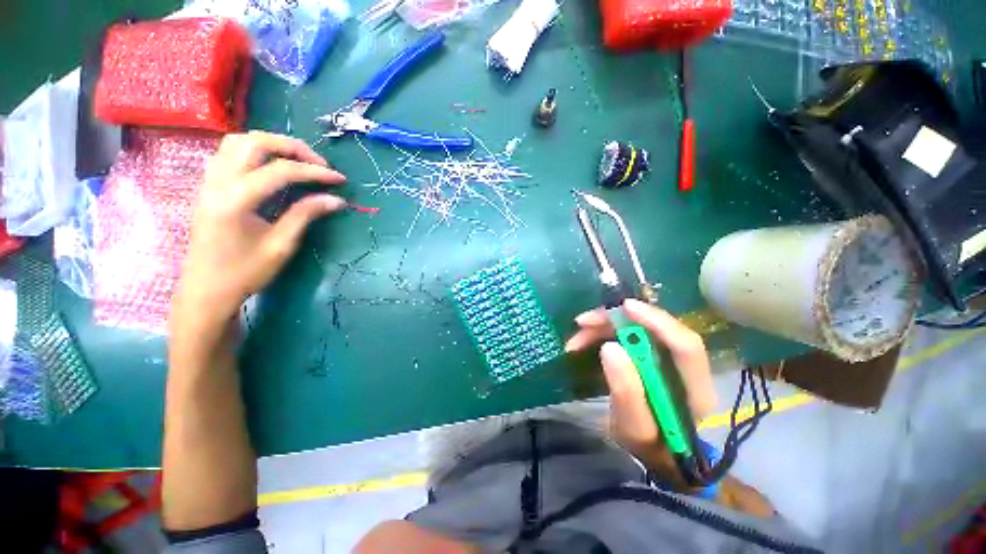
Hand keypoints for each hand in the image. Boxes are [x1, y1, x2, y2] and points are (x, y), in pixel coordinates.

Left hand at [175, 131, 346, 322]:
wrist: (206, 290)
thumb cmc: (245, 273)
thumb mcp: (281, 246)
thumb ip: (306, 215)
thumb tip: (336, 199)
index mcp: (236, 200)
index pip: (280, 171)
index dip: (314, 172)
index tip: (340, 180)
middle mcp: (218, 183)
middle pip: (255, 143)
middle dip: (292, 147)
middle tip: (319, 164)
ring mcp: (209, 182)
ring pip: (238, 142)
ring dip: (271, 145)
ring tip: (297, 161)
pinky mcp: (208, 186)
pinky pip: (229, 153)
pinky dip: (254, 151)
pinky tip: (271, 166)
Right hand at [566, 299, 717, 484]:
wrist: (653, 453)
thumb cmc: (648, 447)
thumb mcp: (634, 427)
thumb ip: (626, 391)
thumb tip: (610, 347)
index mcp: (694, 389)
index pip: (685, 345)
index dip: (657, 321)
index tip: (624, 307)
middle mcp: (682, 367)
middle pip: (654, 330)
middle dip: (616, 320)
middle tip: (583, 322)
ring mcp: (665, 359)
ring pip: (635, 329)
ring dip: (603, 327)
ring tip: (575, 339)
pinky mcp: (648, 356)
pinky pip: (625, 336)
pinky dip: (602, 334)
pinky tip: (583, 341)